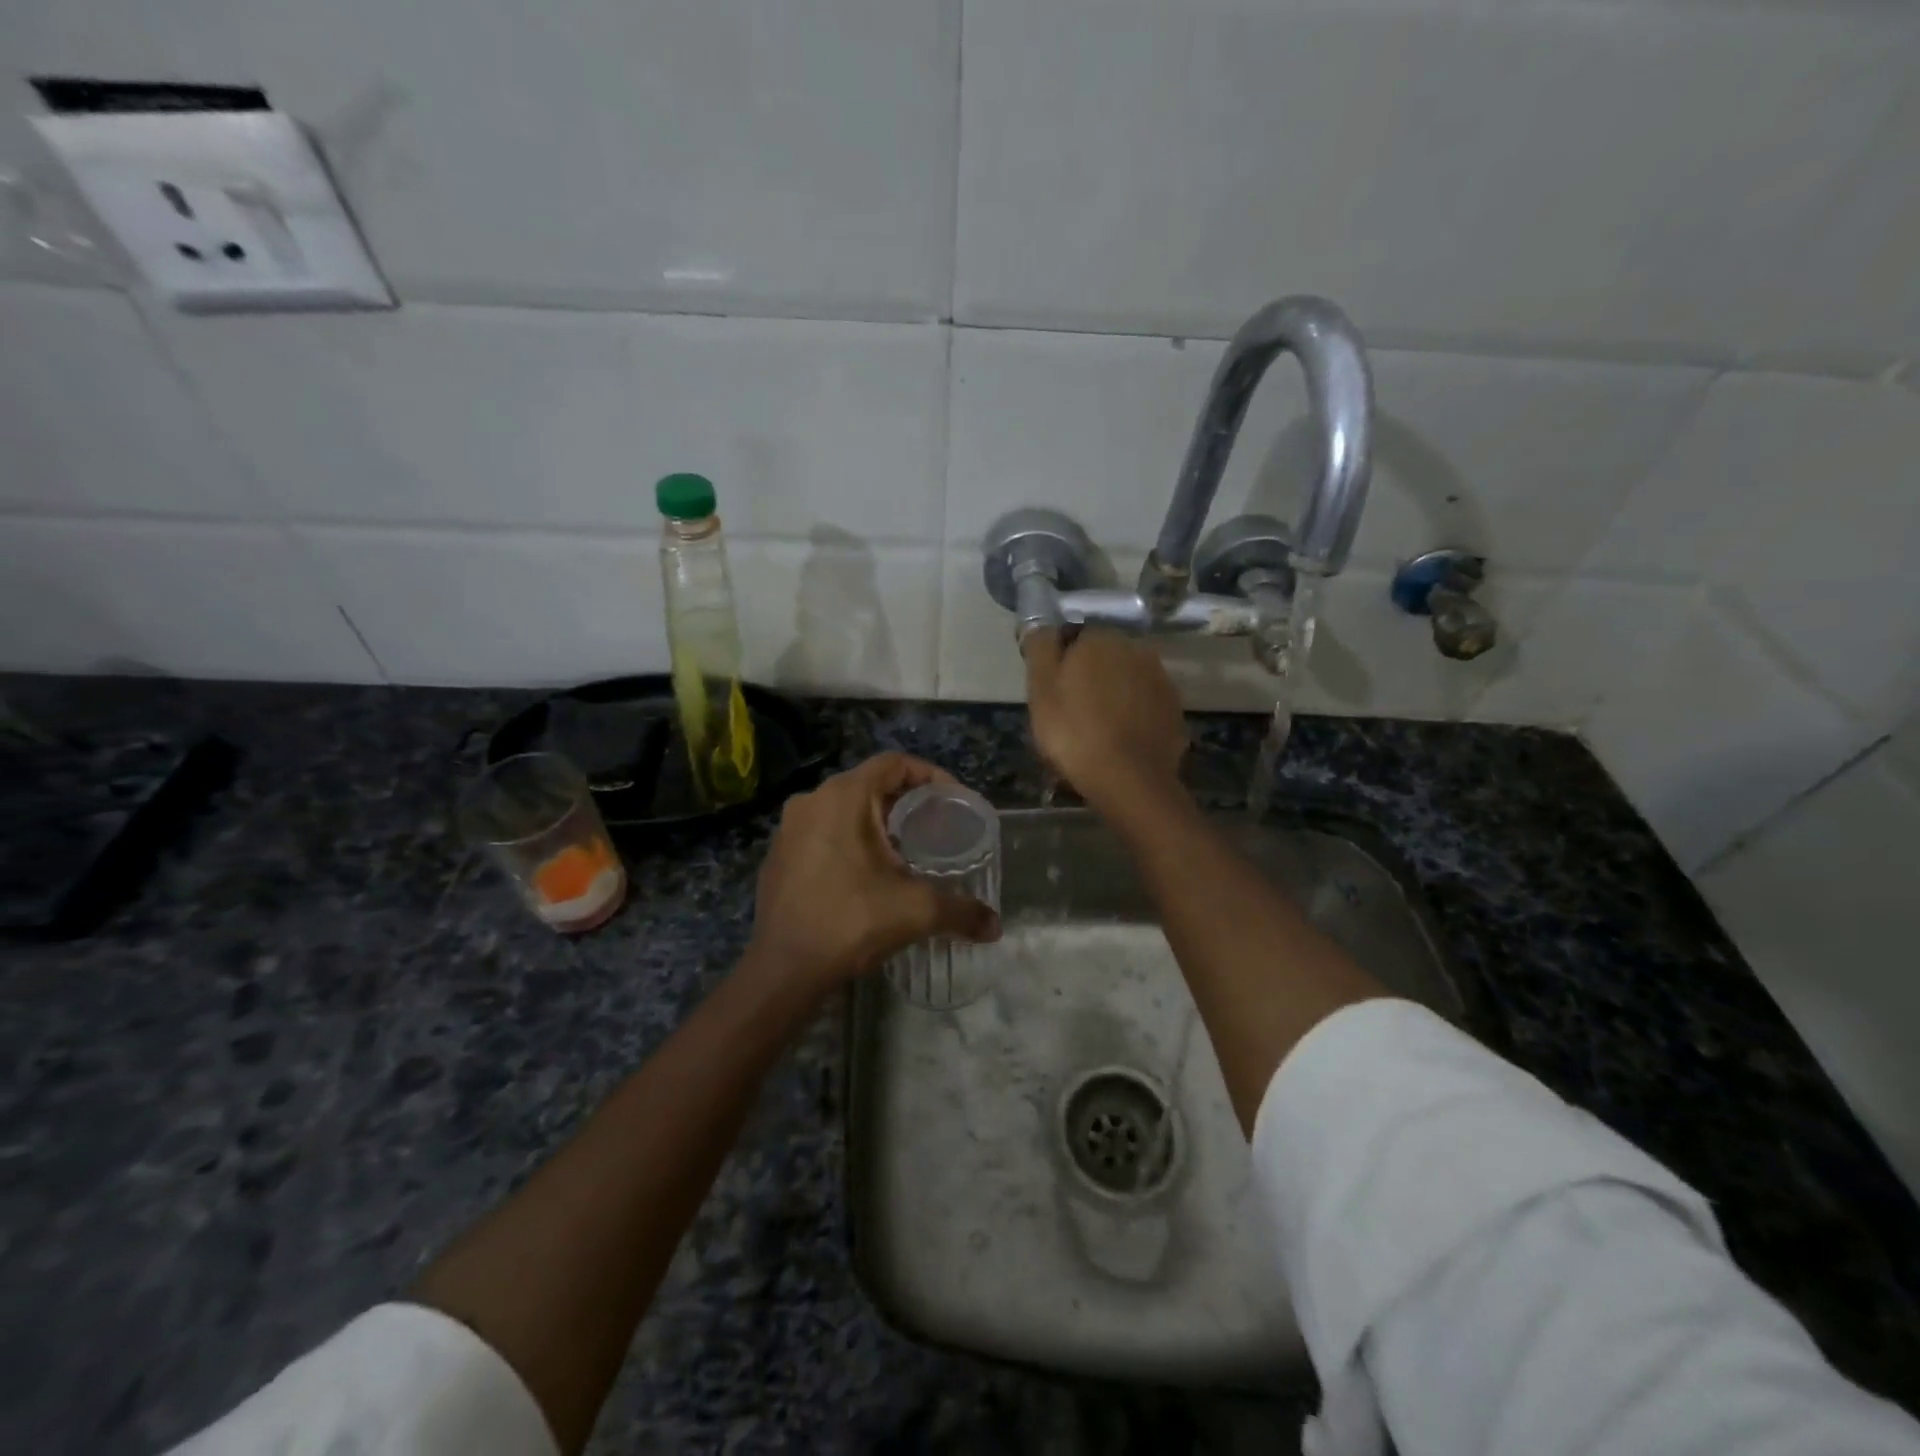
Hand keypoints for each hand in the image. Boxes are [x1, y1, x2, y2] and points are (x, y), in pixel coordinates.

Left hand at [744, 752, 999, 994]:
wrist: (783, 968)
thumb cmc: (851, 921)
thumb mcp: (916, 911)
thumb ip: (961, 911)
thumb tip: (995, 926)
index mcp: (844, 796)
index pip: (894, 763)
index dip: (929, 775)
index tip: (952, 800)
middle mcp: (812, 800)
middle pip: (869, 784)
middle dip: (905, 801)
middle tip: (934, 826)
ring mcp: (788, 828)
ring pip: (843, 808)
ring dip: (875, 821)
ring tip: (904, 849)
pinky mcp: (778, 854)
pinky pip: (821, 831)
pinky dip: (848, 840)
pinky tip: (865, 873)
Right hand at [1025, 627, 1186, 811]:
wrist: (1130, 780)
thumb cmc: (1074, 733)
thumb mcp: (1040, 690)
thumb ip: (1040, 649)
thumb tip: (1041, 625)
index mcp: (1100, 639)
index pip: (1074, 638)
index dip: (1060, 663)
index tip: (1051, 691)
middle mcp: (1136, 649)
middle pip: (1104, 657)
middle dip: (1089, 676)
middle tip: (1071, 712)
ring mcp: (1160, 679)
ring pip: (1126, 679)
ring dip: (1113, 694)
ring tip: (1097, 729)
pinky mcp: (1174, 708)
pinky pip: (1145, 704)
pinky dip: (1133, 714)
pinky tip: (1120, 739)